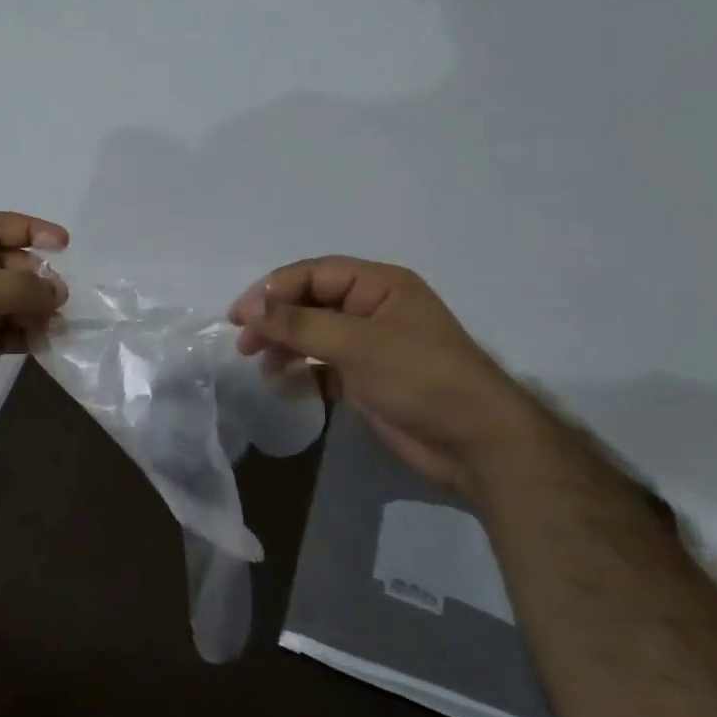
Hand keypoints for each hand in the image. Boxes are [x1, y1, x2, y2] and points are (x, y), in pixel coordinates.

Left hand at [0, 212, 68, 451]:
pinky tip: (45, 341)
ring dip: (35, 308)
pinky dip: (27, 334)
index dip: (27, 229)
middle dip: (34, 277)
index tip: (64, 244)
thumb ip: (15, 286)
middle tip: (58, 298)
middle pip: (5, 264)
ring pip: (10, 301)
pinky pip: (8, 332)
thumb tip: (57, 292)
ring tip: (57, 323)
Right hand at [228, 258, 541, 496]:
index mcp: (379, 285)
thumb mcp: (356, 344)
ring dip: (284, 347)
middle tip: (244, 343)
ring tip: (260, 365)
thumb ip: (300, 324)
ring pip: (313, 335)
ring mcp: (370, 346)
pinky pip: (323, 367)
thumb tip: (252, 309)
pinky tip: (281, 386)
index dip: (273, 290)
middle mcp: (372, 309)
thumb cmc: (419, 378)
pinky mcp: (366, 379)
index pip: (314, 273)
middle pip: (310, 303)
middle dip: (276, 320)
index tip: (240, 316)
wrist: (475, 443)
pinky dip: (301, 373)